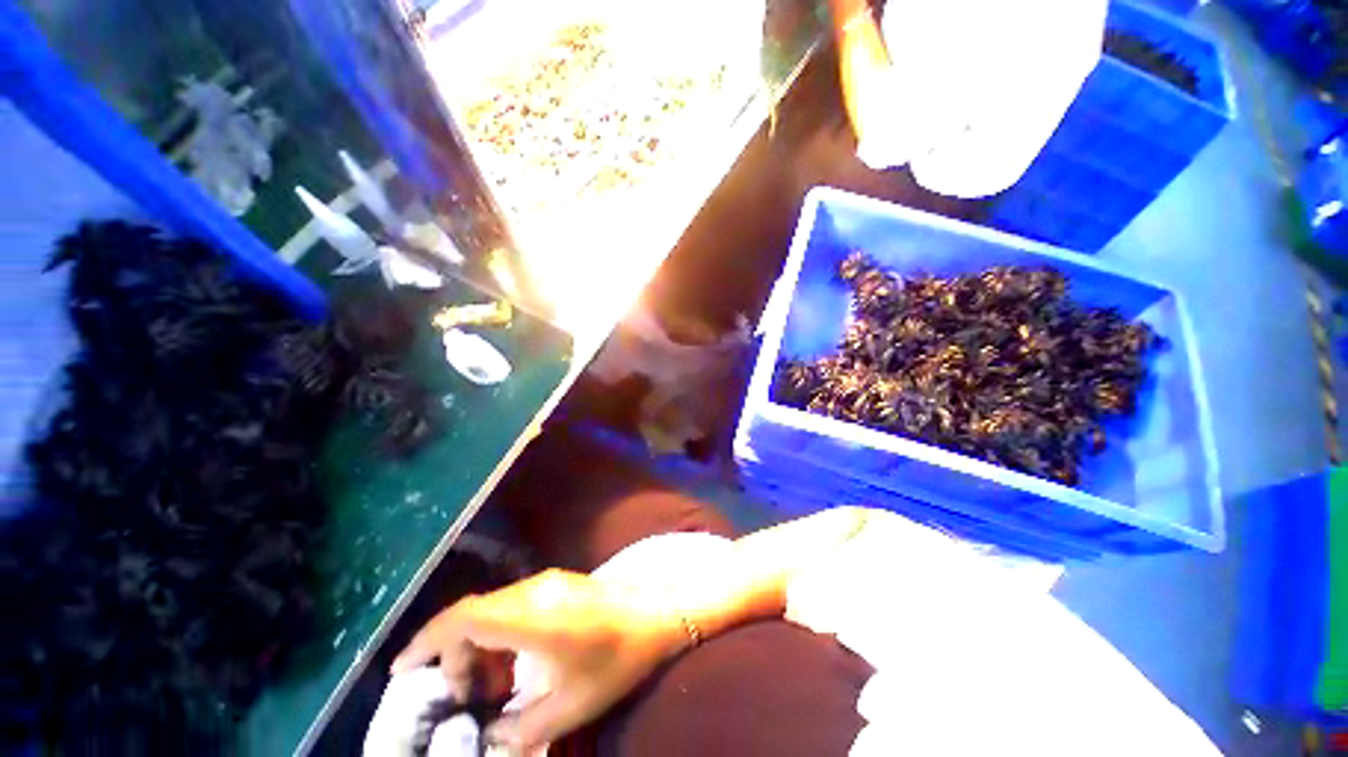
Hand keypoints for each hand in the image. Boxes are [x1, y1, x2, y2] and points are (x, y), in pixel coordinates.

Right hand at [392, 569, 686, 751]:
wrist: (660, 610)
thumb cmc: (618, 657)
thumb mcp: (570, 706)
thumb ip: (520, 729)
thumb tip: (490, 737)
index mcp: (529, 615)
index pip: (461, 618)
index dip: (426, 640)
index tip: (402, 669)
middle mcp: (532, 590)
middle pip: (472, 614)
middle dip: (453, 655)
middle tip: (462, 696)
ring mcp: (547, 581)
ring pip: (492, 609)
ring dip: (479, 645)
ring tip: (491, 686)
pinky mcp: (558, 582)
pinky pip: (513, 605)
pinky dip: (500, 634)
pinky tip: (516, 663)